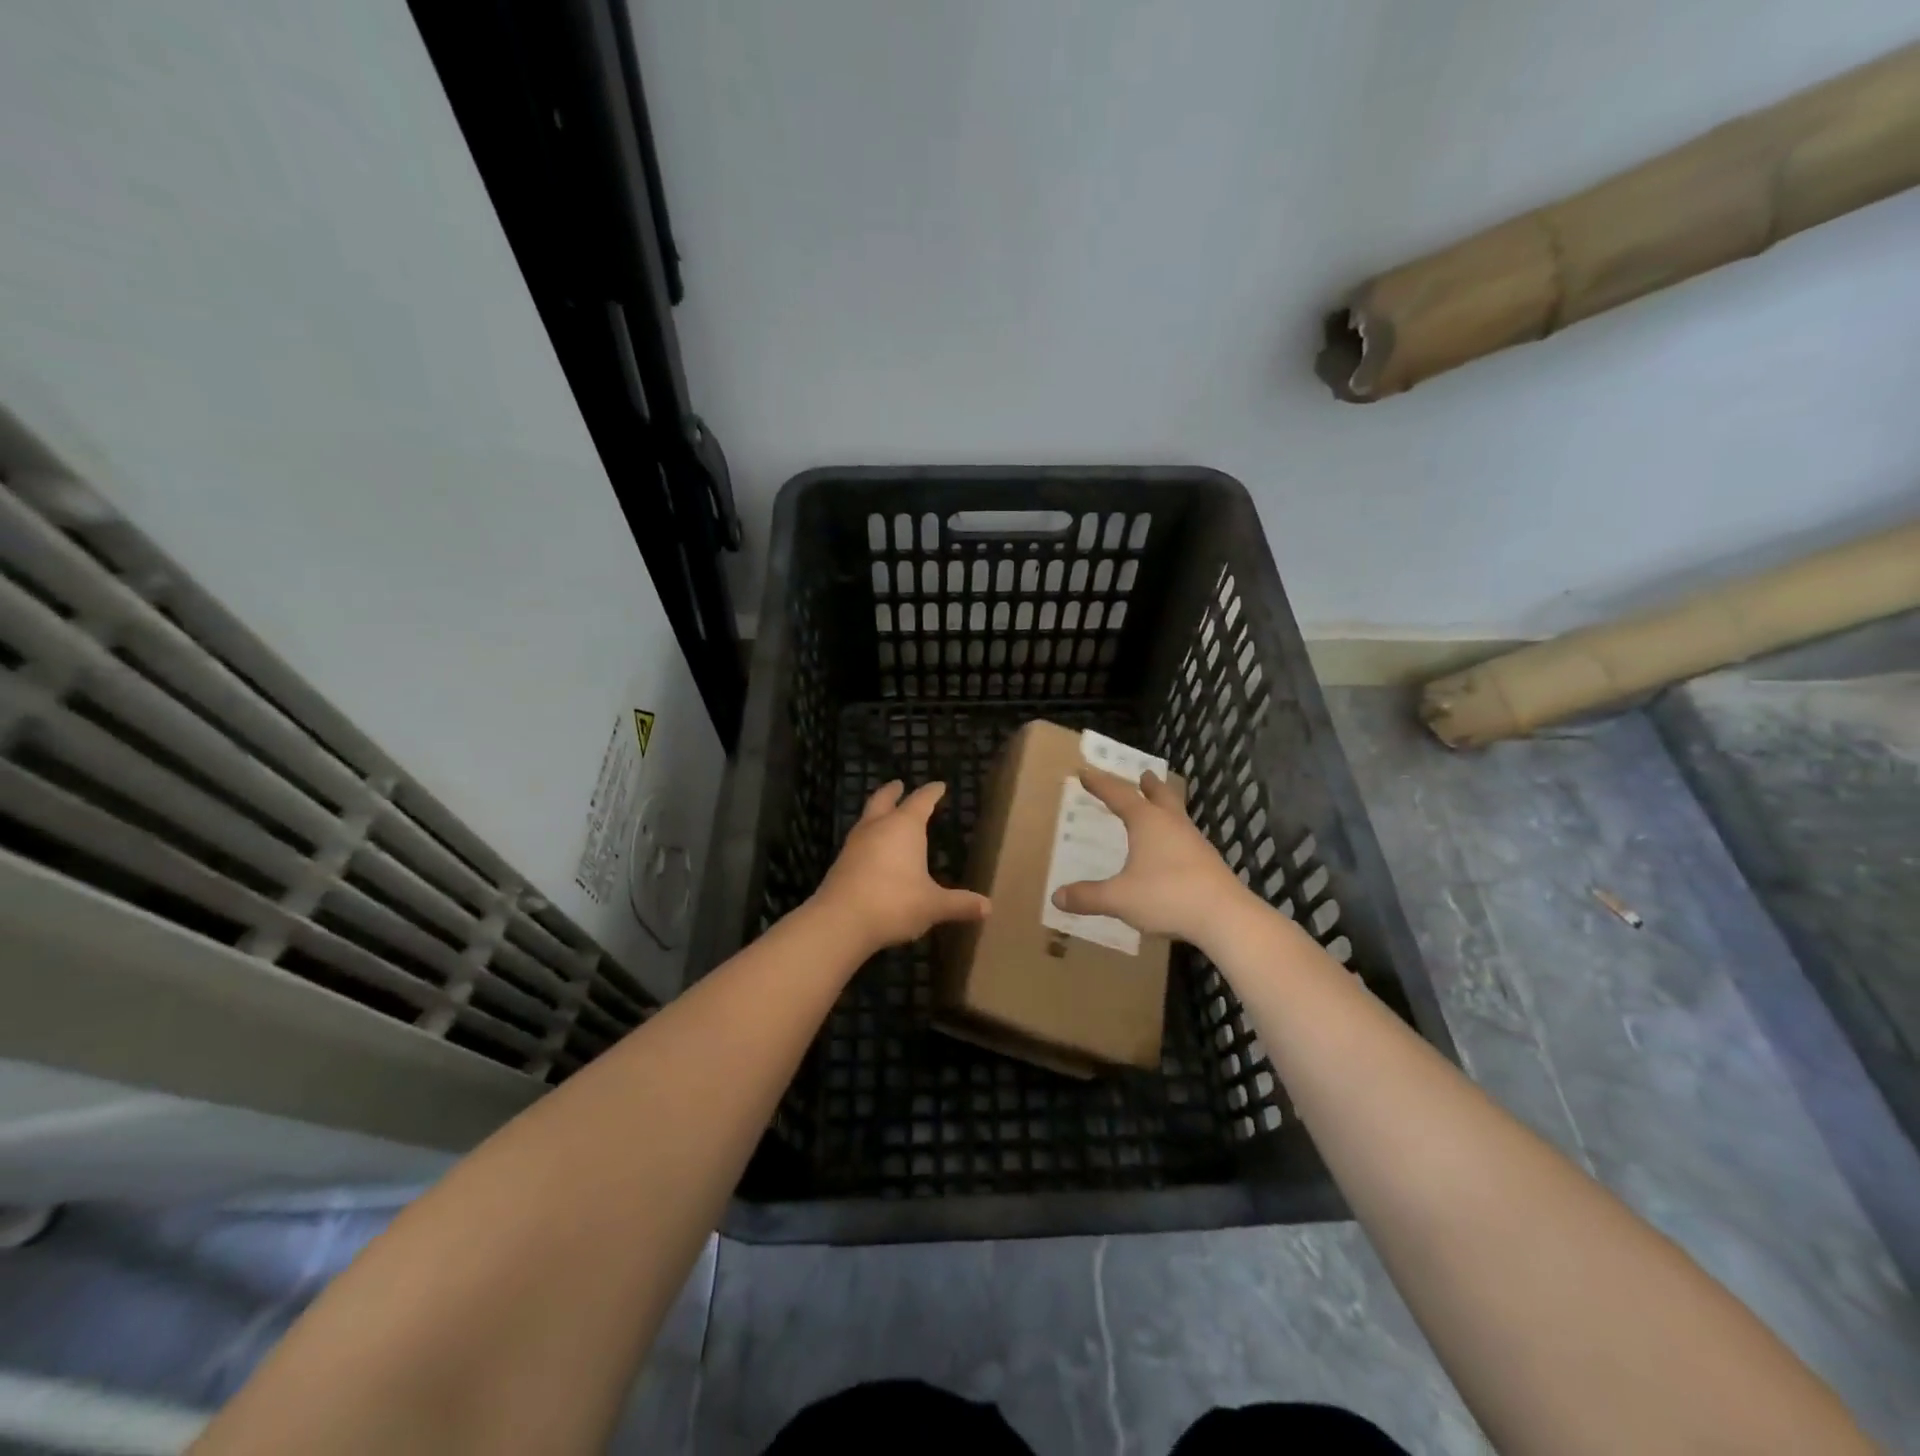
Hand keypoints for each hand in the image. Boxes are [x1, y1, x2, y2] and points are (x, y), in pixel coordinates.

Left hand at [810, 780, 989, 953]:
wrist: (840, 921)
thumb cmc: (894, 903)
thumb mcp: (933, 905)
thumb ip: (960, 904)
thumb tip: (988, 907)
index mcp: (904, 827)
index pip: (921, 800)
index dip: (931, 792)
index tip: (939, 785)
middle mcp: (878, 827)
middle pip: (884, 800)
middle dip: (893, 791)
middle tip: (899, 784)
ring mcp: (855, 843)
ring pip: (867, 818)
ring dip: (877, 812)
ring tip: (885, 815)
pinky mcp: (841, 862)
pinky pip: (858, 840)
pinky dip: (868, 836)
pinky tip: (872, 850)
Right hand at [1050, 767, 1249, 944]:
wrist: (1224, 916)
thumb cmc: (1167, 896)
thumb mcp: (1119, 898)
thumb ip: (1088, 896)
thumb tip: (1057, 897)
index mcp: (1147, 822)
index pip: (1119, 795)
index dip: (1100, 784)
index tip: (1085, 772)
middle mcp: (1172, 824)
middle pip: (1161, 795)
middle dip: (1149, 785)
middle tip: (1144, 774)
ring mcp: (1194, 842)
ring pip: (1177, 815)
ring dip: (1165, 806)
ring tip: (1158, 808)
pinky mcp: (1208, 862)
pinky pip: (1186, 838)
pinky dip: (1174, 833)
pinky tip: (1172, 850)